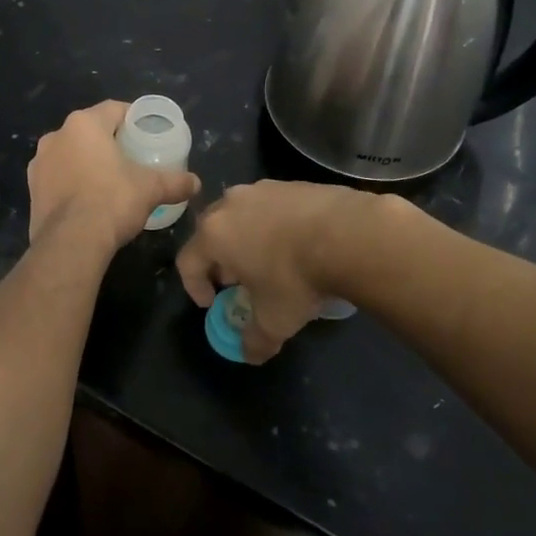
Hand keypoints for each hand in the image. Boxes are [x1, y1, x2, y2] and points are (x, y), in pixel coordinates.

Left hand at [27, 101, 201, 254]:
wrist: (70, 243)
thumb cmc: (112, 201)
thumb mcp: (151, 189)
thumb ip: (175, 182)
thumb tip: (196, 183)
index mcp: (84, 124)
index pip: (113, 109)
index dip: (132, 118)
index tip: (146, 131)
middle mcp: (56, 136)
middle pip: (89, 131)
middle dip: (109, 140)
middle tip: (131, 156)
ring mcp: (39, 164)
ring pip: (70, 154)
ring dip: (87, 161)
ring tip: (109, 179)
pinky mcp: (32, 190)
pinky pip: (58, 177)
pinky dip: (73, 182)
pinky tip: (88, 200)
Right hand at [176, 181, 377, 363]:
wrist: (348, 234)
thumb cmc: (296, 277)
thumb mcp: (274, 320)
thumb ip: (254, 340)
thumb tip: (249, 353)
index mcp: (214, 234)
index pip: (187, 261)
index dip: (195, 287)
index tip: (213, 304)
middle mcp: (230, 204)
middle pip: (211, 233)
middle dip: (219, 260)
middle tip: (238, 282)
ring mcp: (261, 189)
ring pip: (242, 216)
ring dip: (247, 239)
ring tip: (271, 262)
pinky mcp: (291, 183)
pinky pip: (271, 207)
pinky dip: (275, 226)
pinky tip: (299, 245)